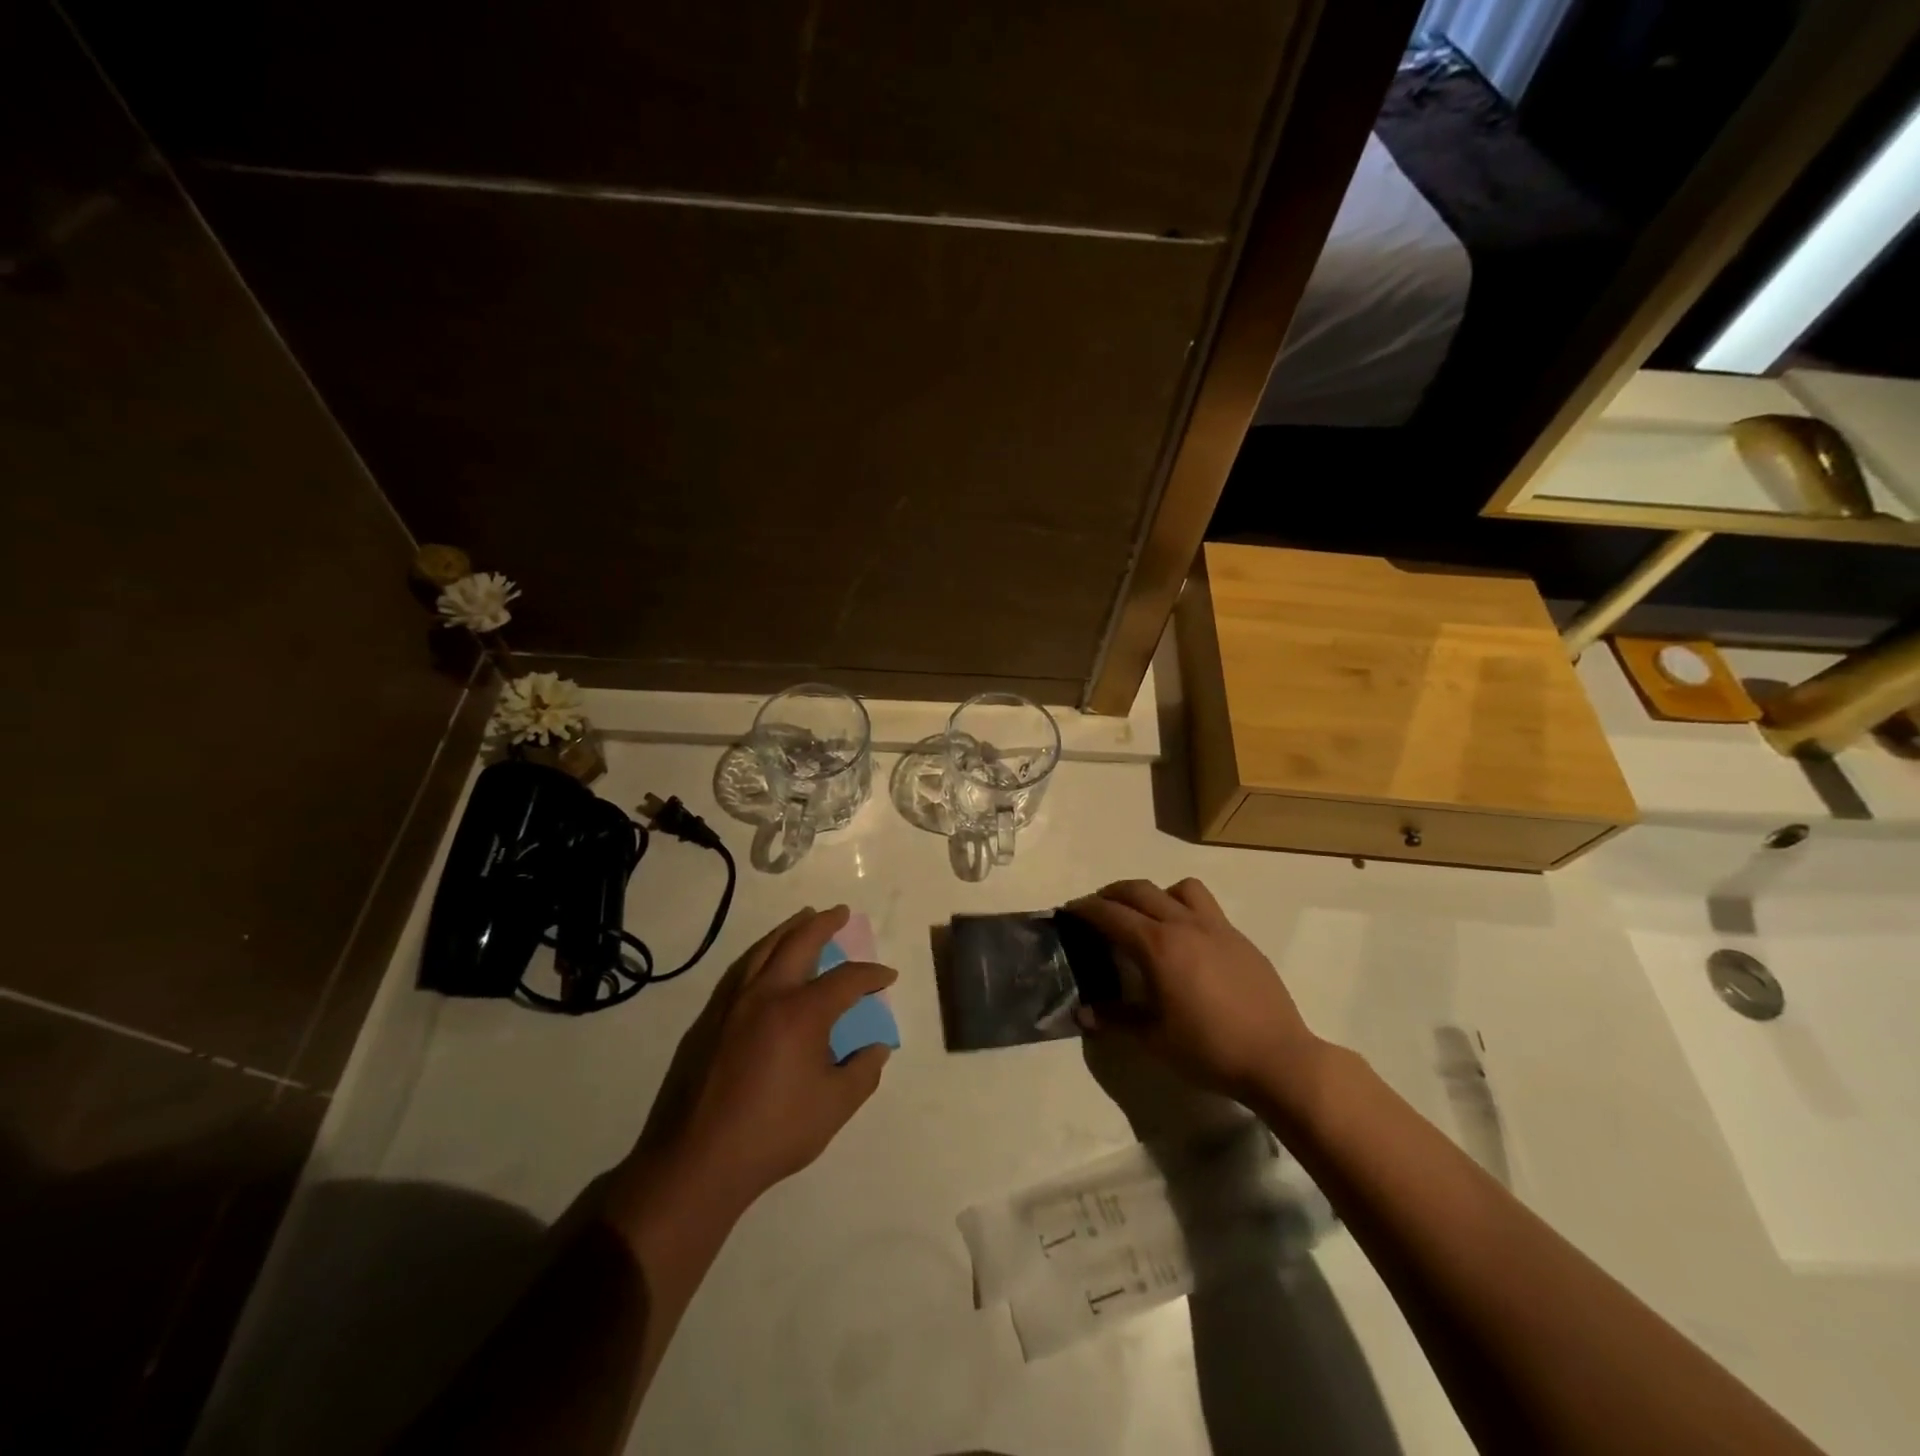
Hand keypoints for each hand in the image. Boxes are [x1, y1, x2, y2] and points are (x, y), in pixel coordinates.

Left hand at [608, 906, 894, 1228]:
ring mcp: (734, 1003)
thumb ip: (863, 1072)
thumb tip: (877, 1049)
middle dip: (824, 924)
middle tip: (839, 913)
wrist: (700, 1159)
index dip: (872, 975)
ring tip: (804, 919)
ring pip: (764, 949)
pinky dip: (762, 953)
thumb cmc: (774, 1132)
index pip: (846, 979)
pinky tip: (766, 960)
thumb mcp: (835, 1106)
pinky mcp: (710, 1018)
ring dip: (789, 930)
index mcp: (802, 1012)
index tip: (887, 977)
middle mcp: (768, 994)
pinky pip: (742, 969)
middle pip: (799, 942)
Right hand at [1066, 879, 1322, 1105]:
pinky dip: (1185, 909)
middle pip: (1140, 890)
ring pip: (1179, 888)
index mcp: (1158, 946)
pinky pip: (1206, 908)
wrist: (1278, 1059)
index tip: (1069, 909)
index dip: (1085, 909)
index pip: (1111, 914)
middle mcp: (1184, 925)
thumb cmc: (1209, 1050)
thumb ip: (1115, 1018)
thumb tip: (1083, 1012)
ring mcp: (1217, 928)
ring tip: (1147, 916)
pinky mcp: (1240, 939)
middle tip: (1097, 908)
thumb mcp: (1153, 1039)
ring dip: (1155, 893)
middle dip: (1112, 893)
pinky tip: (1186, 942)